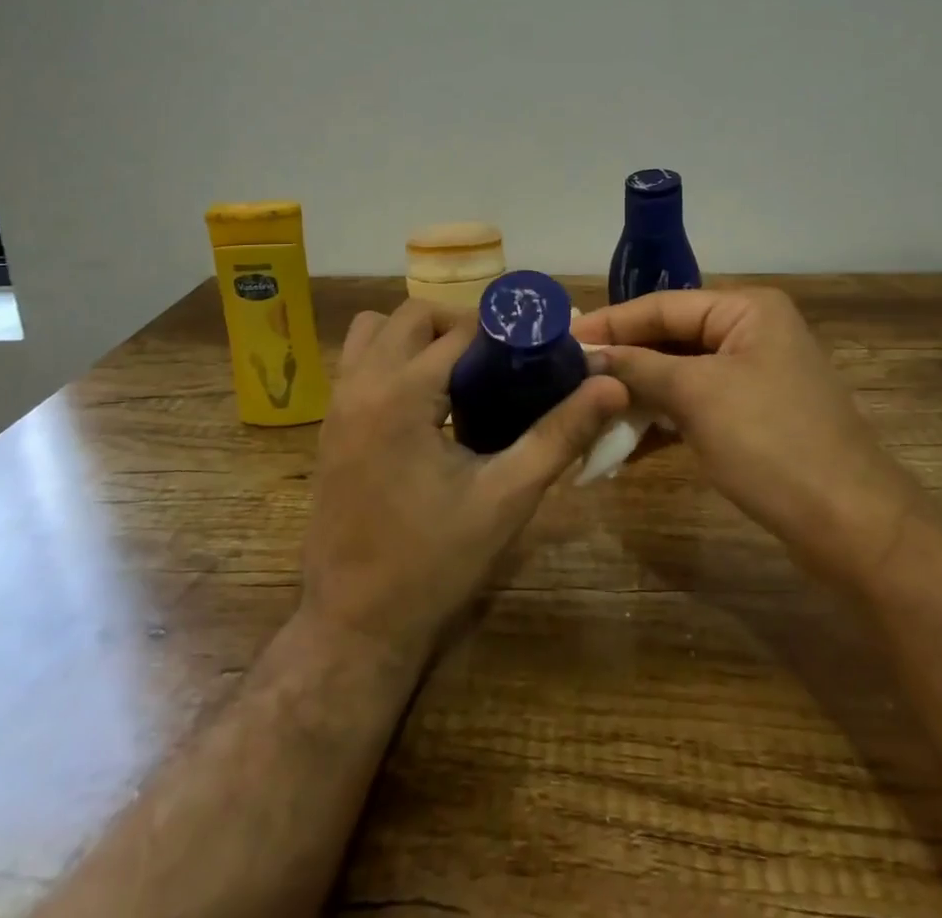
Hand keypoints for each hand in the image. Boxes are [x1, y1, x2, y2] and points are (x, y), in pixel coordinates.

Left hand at [300, 299, 628, 667]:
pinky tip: (426, 404)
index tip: (538, 345)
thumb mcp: (506, 498)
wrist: (354, 625)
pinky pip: (359, 362)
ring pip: (375, 331)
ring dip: (418, 336)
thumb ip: (560, 434)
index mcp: (401, 394)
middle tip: (500, 361)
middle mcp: (361, 385)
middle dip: (460, 325)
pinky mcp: (329, 425)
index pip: (459, 330)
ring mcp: (337, 404)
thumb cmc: (433, 563)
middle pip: (413, 316)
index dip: (503, 330)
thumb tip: (611, 385)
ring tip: (460, 374)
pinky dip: (392, 359)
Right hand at [571, 288, 921, 553]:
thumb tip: (588, 354)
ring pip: (678, 374)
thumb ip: (639, 367)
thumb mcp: (697, 396)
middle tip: (567, 374)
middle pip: (669, 338)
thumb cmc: (772, 443)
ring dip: (635, 394)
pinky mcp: (751, 416)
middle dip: (621, 361)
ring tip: (585, 407)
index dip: (610, 323)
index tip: (562, 337)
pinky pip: (693, 405)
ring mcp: (752, 376)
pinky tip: (622, 440)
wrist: (851, 526)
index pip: (661, 305)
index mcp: (746, 309)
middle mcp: (750, 333)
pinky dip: (660, 420)